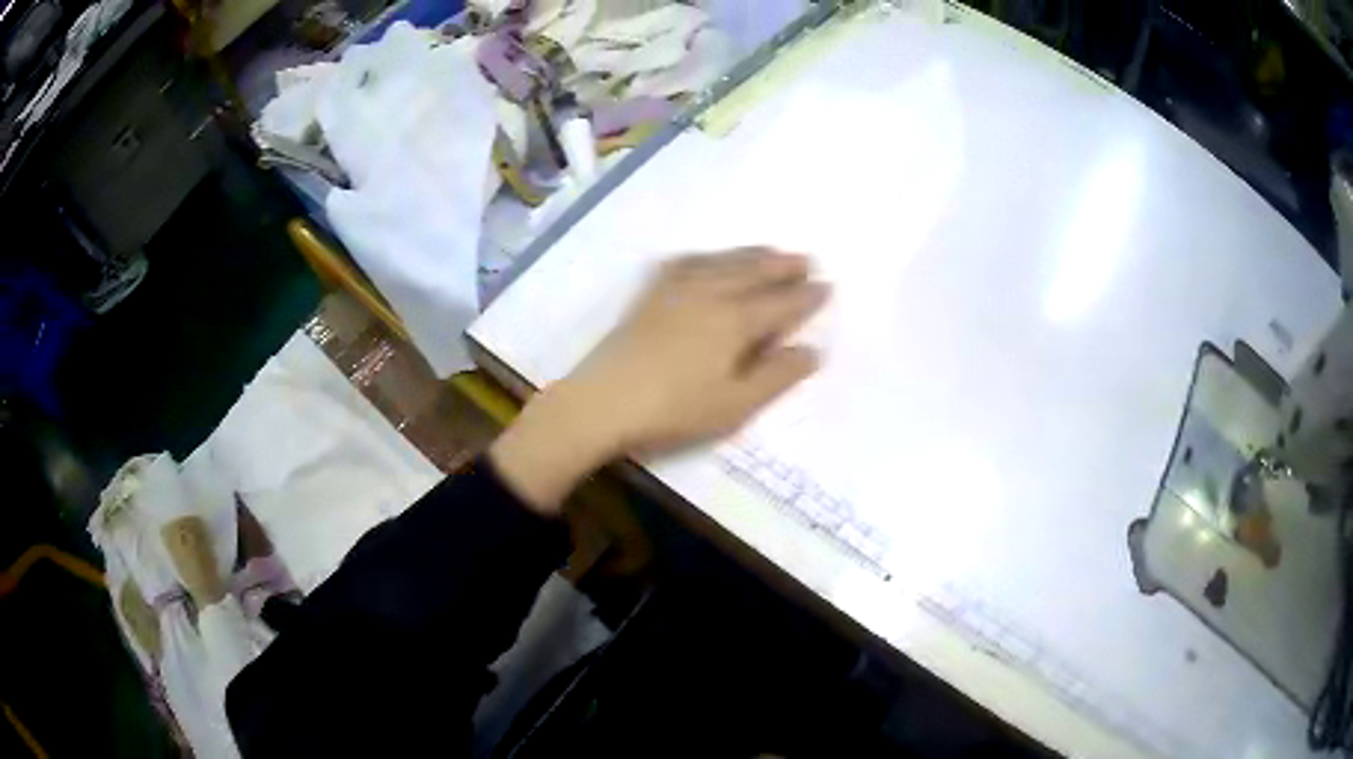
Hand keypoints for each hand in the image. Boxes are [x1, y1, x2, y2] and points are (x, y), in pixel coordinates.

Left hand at [490, 248, 828, 513]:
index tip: (827, 287)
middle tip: (806, 260)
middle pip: (754, 273)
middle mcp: (710, 294)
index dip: (806, 296)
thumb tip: (813, 350)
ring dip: (751, 255)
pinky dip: (706, 257)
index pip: (781, 303)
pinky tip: (708, 258)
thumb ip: (777, 376)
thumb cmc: (674, 411)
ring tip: (771, 250)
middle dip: (783, 266)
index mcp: (736, 321)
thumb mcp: (735, 405)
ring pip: (723, 262)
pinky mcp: (650, 295)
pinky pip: (685, 263)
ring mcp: (676, 290)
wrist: (602, 402)